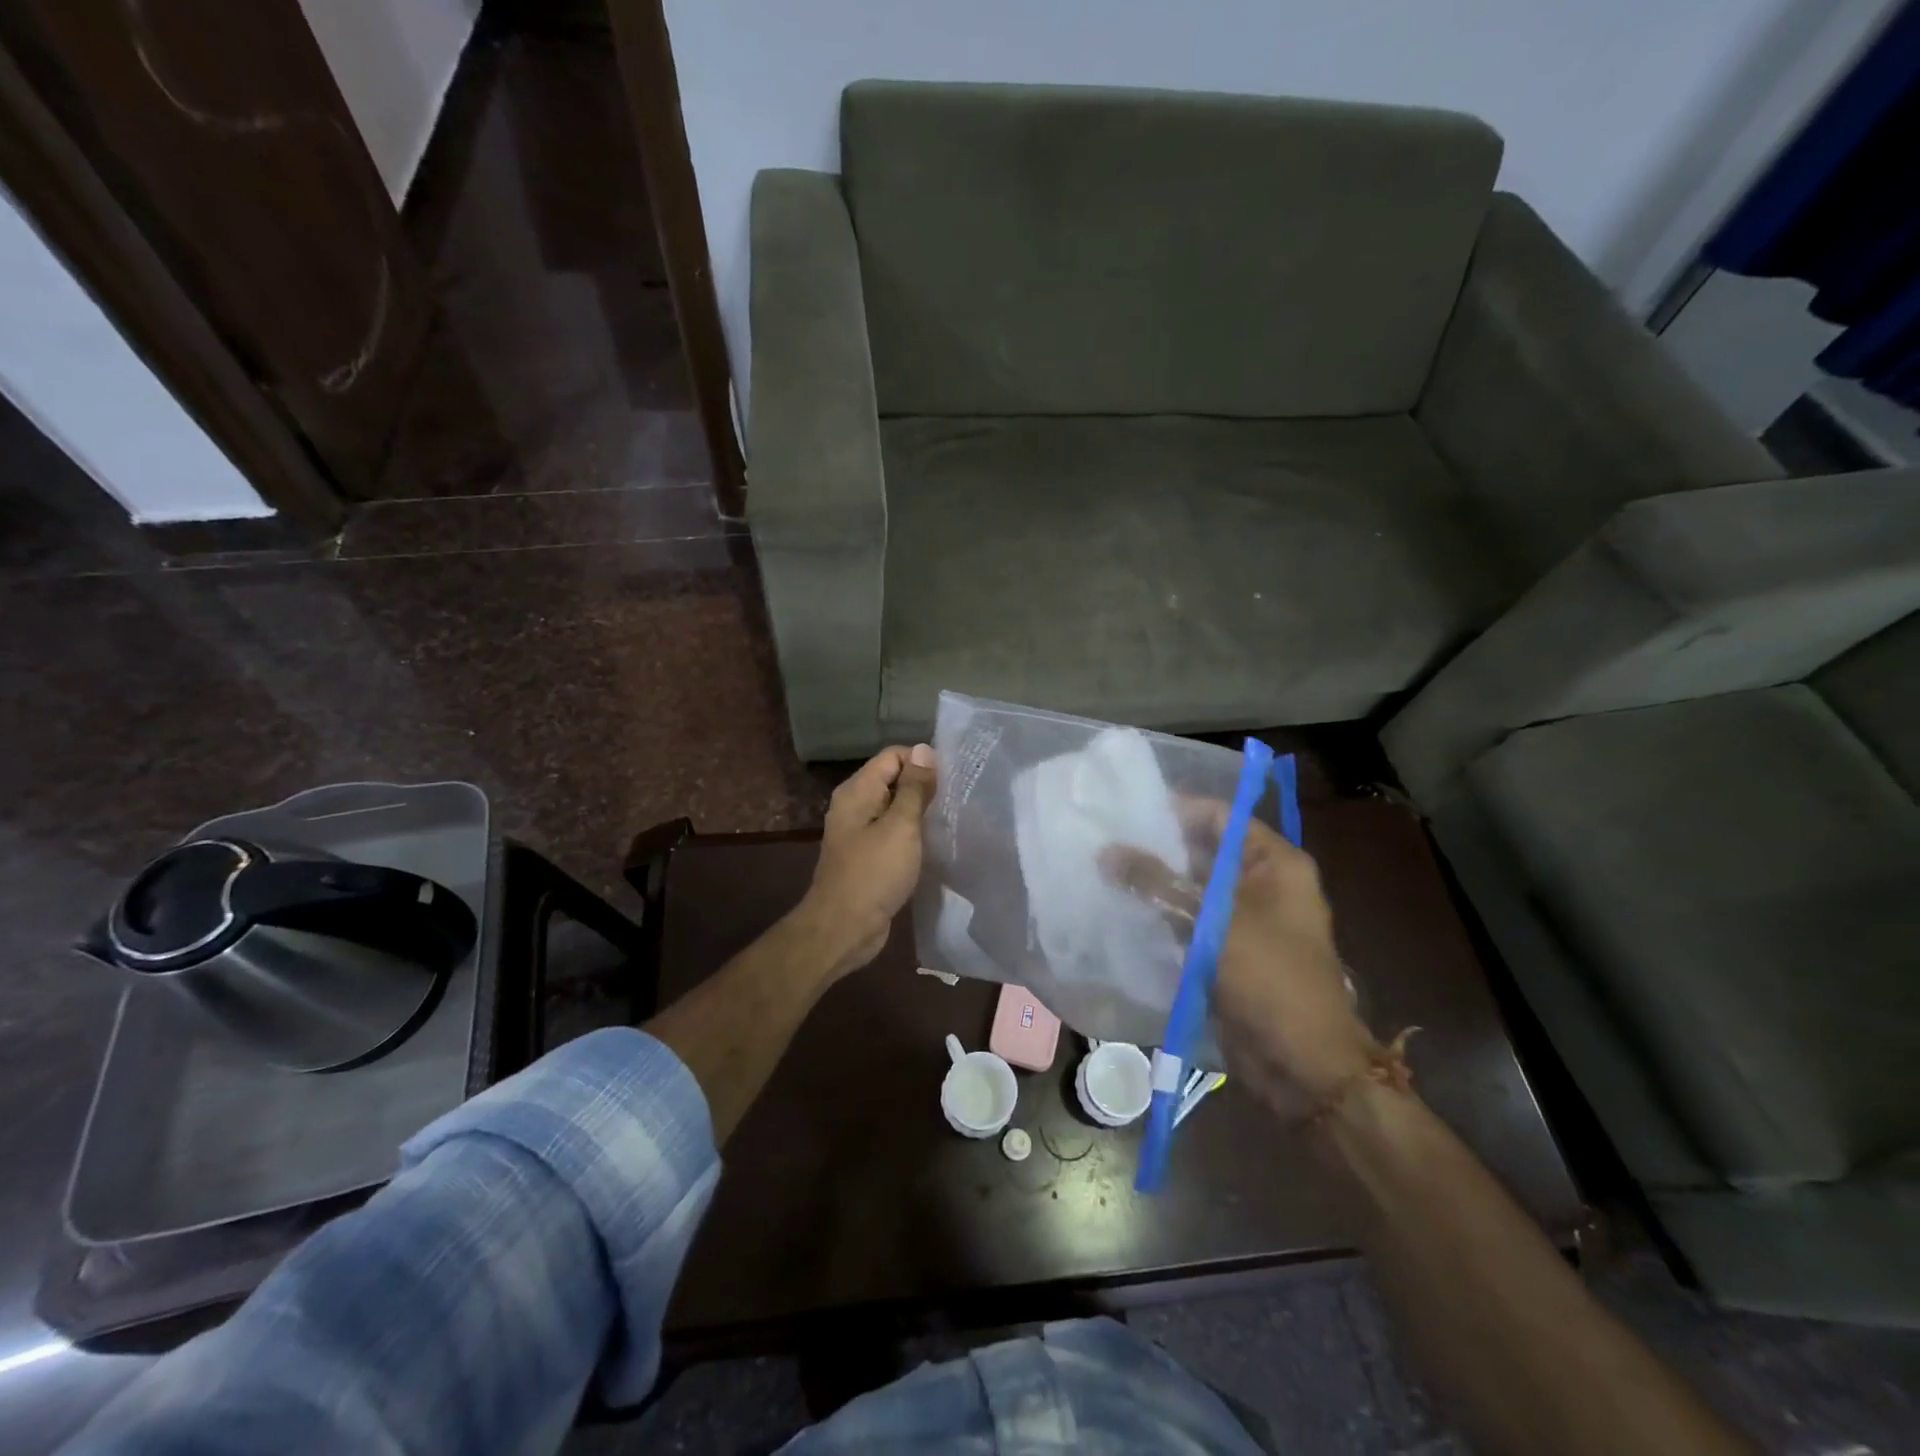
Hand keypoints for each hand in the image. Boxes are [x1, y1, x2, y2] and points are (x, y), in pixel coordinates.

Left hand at [795, 744, 937, 978]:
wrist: (844, 928)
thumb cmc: (874, 872)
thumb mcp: (901, 826)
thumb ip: (914, 788)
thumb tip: (924, 749)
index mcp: (857, 791)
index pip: (893, 756)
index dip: (922, 761)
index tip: (952, 778)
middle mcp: (855, 805)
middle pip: (893, 780)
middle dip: (924, 786)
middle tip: (957, 799)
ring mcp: (860, 832)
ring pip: (895, 809)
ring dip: (920, 813)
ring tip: (950, 819)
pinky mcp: (868, 857)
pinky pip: (893, 834)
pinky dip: (912, 835)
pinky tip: (934, 844)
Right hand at [1102, 803, 1378, 1114]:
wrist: (1304, 1067)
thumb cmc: (1270, 978)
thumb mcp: (1213, 922)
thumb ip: (1158, 883)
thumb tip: (1106, 851)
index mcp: (1275, 864)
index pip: (1220, 817)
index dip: (1176, 810)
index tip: (1126, 810)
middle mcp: (1261, 885)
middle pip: (1202, 853)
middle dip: (1156, 849)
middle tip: (1103, 841)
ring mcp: (1244, 922)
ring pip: (1190, 891)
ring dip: (1153, 886)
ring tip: (1101, 871)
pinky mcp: (1225, 954)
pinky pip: (1187, 925)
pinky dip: (1159, 918)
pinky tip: (1119, 911)